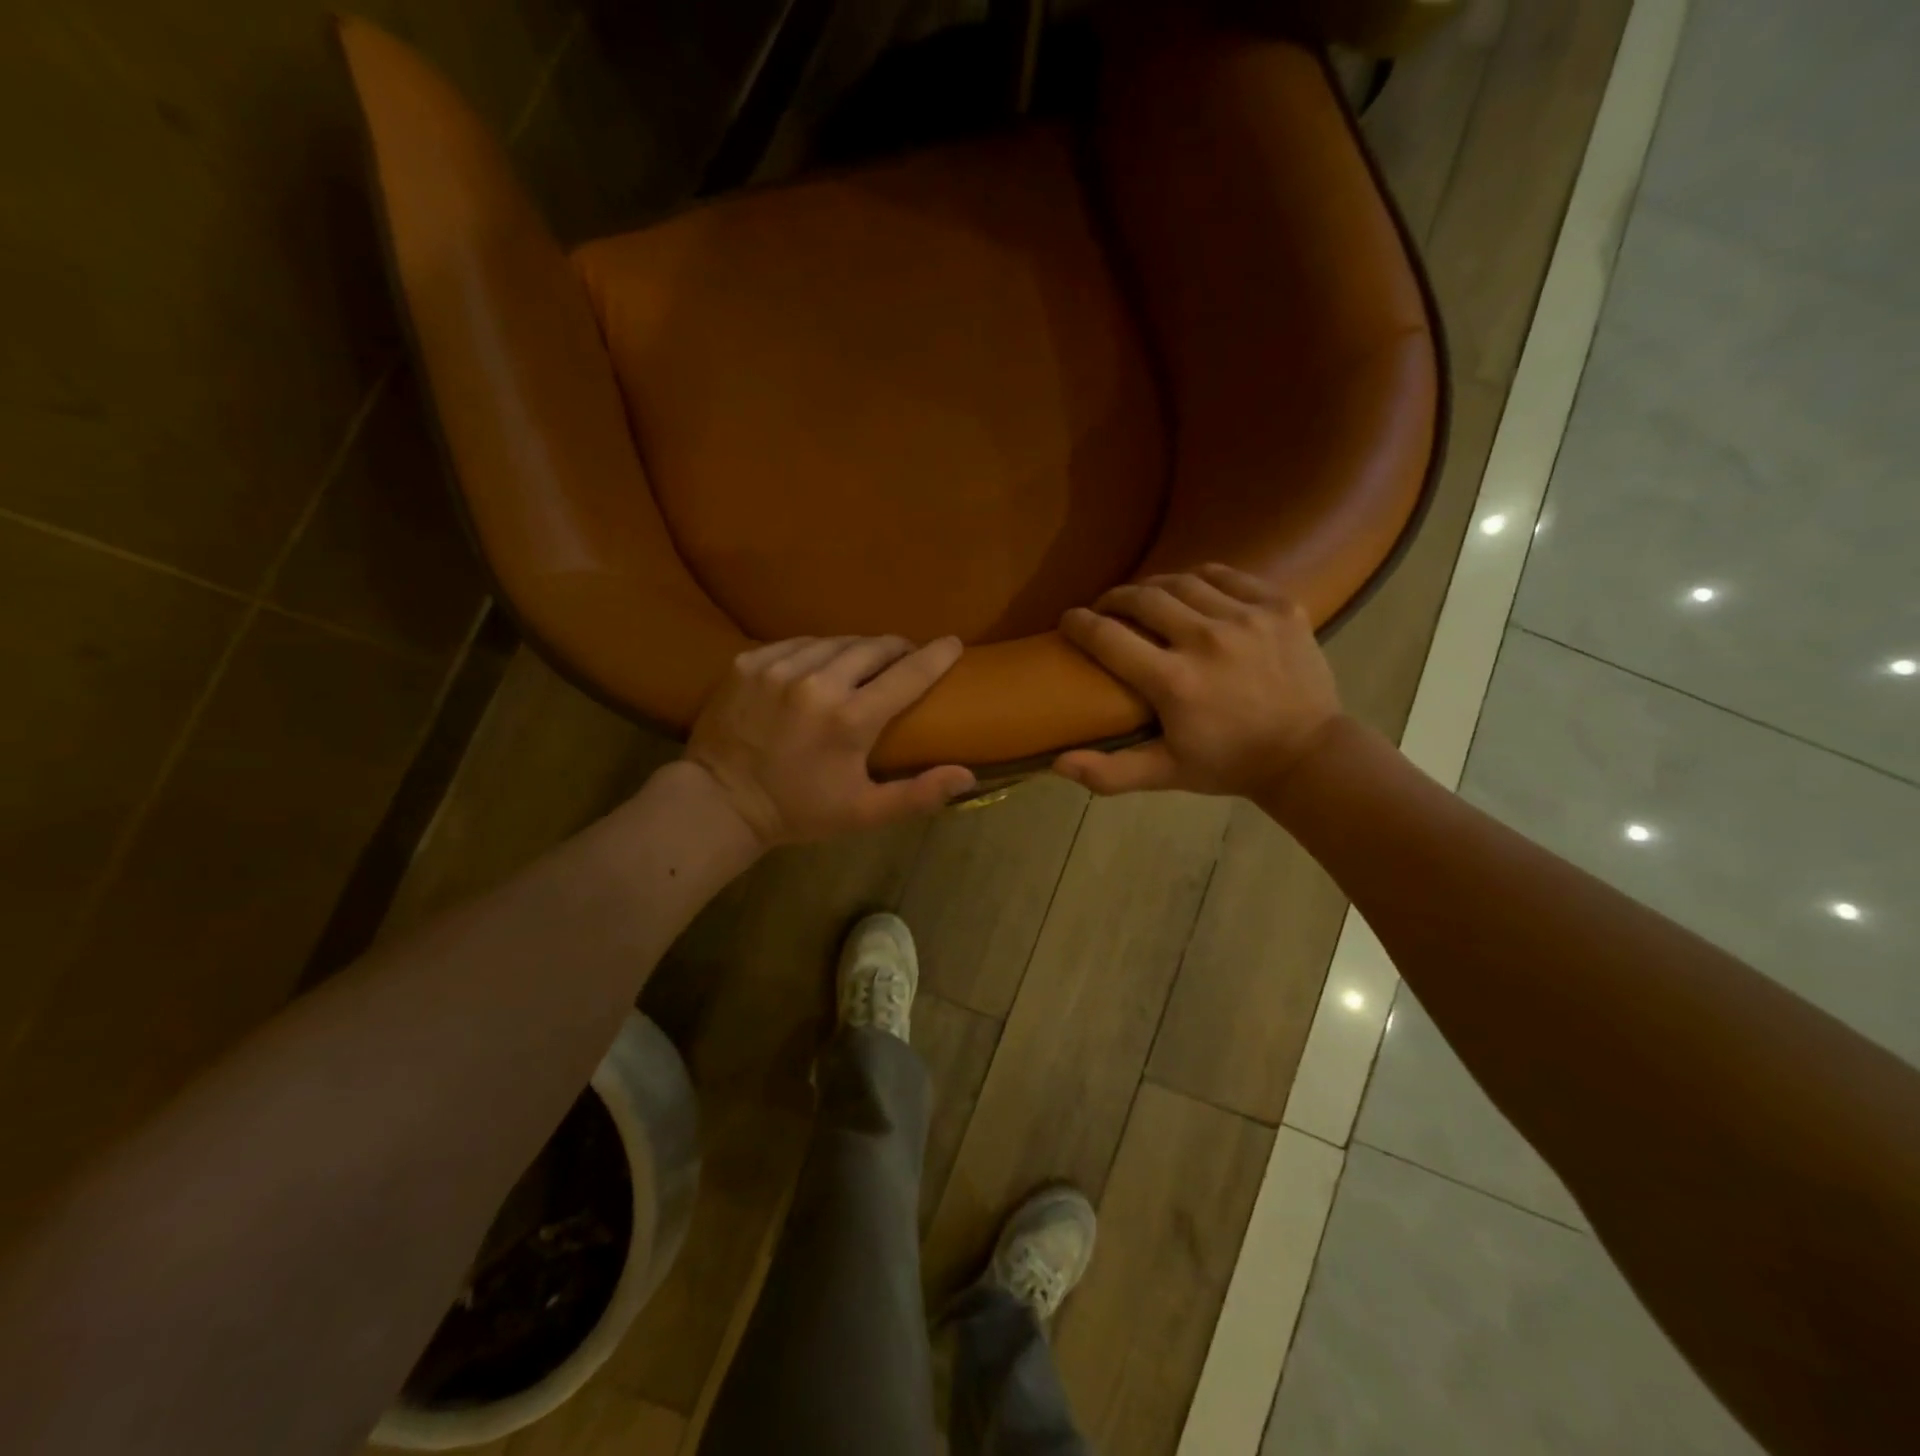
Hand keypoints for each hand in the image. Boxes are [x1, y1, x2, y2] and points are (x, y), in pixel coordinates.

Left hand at [685, 635, 975, 846]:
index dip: (936, 656)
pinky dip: (816, 651)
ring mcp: (778, 667)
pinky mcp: (749, 661)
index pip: (908, 673)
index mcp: (850, 719)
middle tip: (904, 659)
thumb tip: (969, 776)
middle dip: (896, 649)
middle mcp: (816, 682)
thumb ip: (918, 794)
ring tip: (863, 663)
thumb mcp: (863, 813)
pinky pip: (797, 643)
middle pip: (873, 647)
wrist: (720, 802)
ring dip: (856, 649)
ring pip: (835, 641)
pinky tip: (818, 667)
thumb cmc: (799, 810)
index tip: (952, 644)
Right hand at [1054, 564, 1345, 796]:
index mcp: (1174, 682)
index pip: (1107, 637)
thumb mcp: (1165, 774)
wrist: (1307, 754)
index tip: (1068, 620)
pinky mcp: (1278, 607)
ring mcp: (1247, 618)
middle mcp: (1207, 640)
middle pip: (1143, 598)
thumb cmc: (1228, 764)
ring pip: (1182, 581)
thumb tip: (1055, 763)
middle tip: (1105, 608)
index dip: (1079, 623)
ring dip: (1154, 586)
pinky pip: (1227, 575)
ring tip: (1145, 598)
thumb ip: (1109, 772)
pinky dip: (1201, 578)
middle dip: (1114, 598)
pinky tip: (1192, 590)